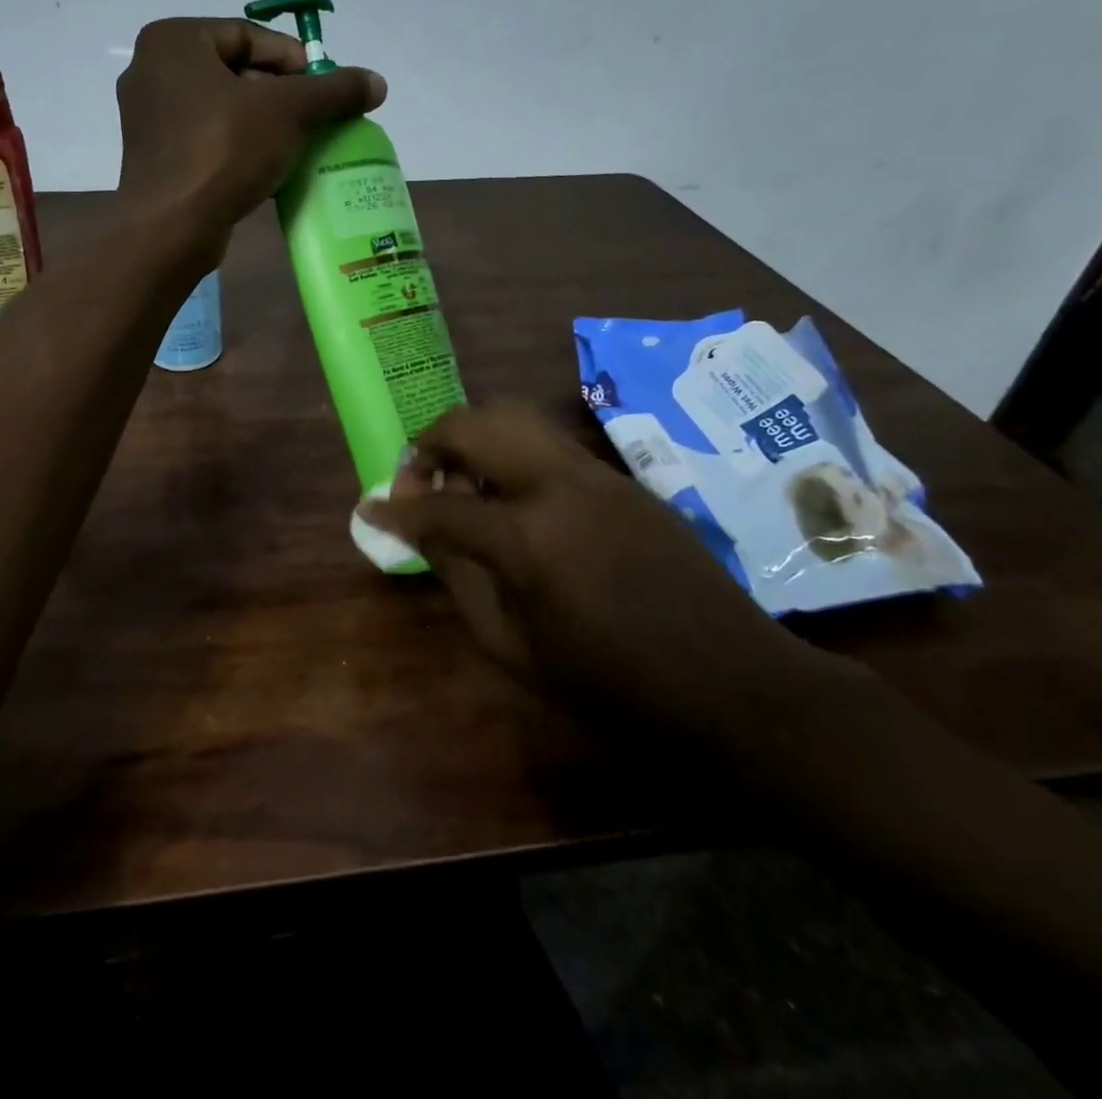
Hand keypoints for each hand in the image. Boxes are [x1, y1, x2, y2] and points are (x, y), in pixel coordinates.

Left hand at [114, 18, 385, 248]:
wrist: (172, 226)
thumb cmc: (224, 150)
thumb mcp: (289, 111)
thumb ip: (333, 90)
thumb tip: (377, 82)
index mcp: (173, 41)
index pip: (247, 34)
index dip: (293, 59)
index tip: (324, 87)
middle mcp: (151, 71)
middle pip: (234, 71)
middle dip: (280, 94)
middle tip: (316, 117)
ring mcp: (149, 119)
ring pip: (221, 108)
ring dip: (264, 123)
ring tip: (300, 143)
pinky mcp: (156, 159)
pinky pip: (207, 140)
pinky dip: (240, 147)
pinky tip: (270, 168)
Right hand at [361, 403, 816, 736]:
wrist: (732, 683)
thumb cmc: (613, 684)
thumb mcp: (515, 648)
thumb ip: (459, 579)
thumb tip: (420, 533)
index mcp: (528, 538)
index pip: (440, 508)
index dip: (396, 509)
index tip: (369, 509)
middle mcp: (559, 485)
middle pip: (475, 425)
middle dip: (430, 442)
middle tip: (415, 477)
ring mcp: (596, 474)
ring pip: (515, 418)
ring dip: (472, 437)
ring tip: (459, 478)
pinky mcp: (621, 479)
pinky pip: (548, 444)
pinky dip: (510, 452)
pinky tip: (510, 497)